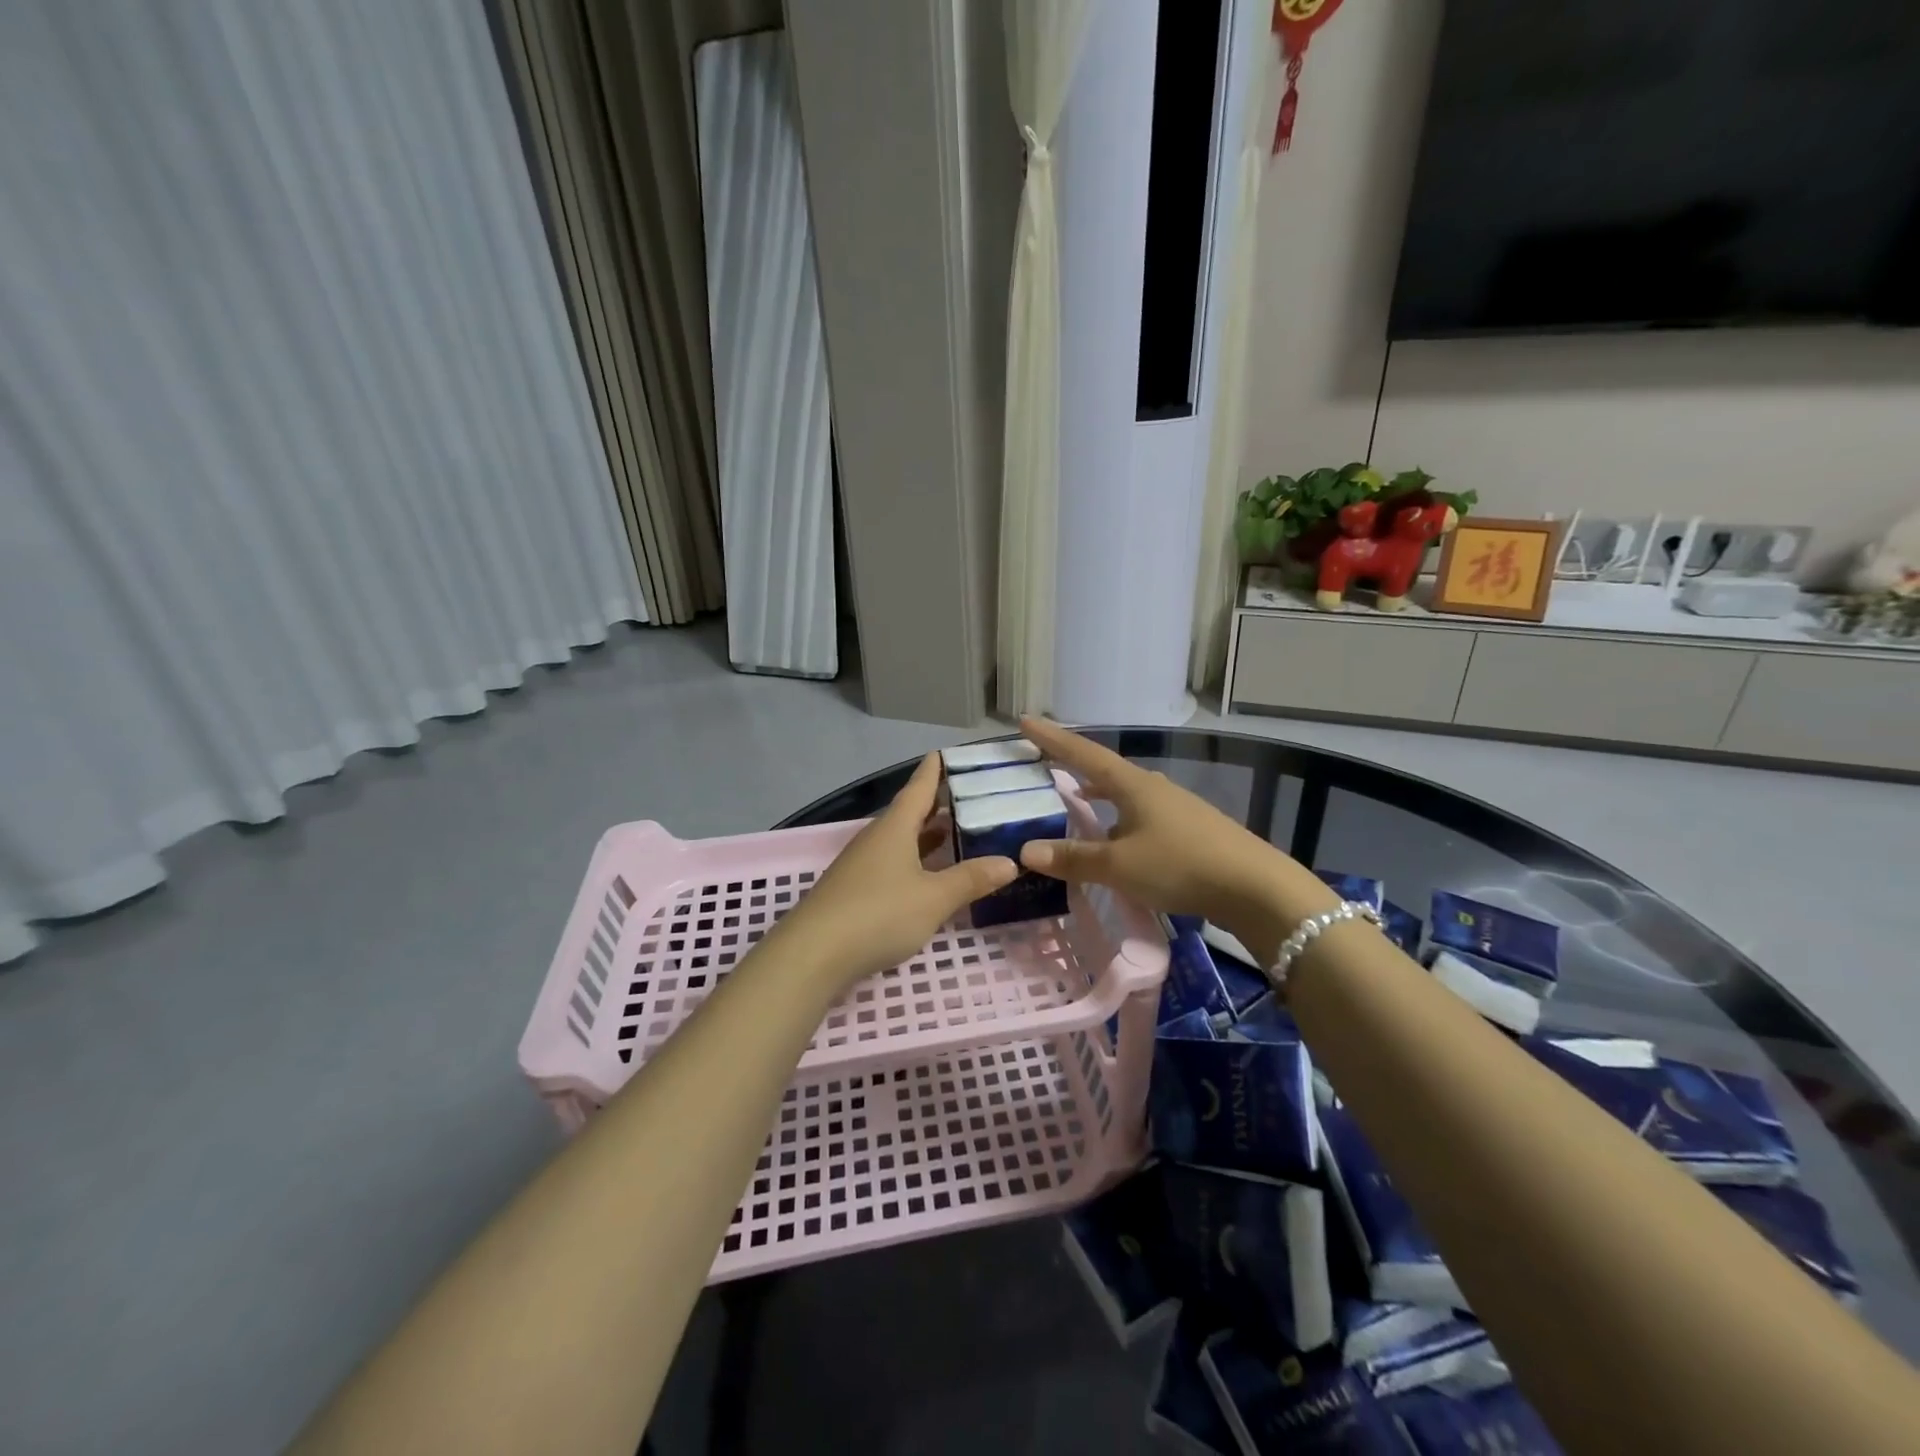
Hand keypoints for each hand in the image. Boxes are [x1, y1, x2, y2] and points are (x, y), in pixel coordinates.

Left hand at [767, 753, 1016, 991]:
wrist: (813, 955)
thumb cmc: (878, 914)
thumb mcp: (934, 898)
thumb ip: (971, 879)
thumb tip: (1009, 862)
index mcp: (894, 828)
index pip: (918, 789)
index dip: (933, 771)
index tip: (943, 752)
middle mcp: (876, 839)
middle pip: (909, 815)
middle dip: (936, 806)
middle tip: (969, 798)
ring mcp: (861, 866)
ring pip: (900, 842)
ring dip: (926, 837)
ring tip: (956, 833)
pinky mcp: (854, 892)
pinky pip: (892, 865)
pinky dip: (915, 862)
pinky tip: (928, 876)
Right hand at [1015, 718, 1319, 939]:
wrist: (1256, 888)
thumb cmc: (1181, 866)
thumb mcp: (1120, 865)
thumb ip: (1074, 859)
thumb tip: (1025, 851)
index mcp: (1133, 785)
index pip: (1083, 754)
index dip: (1052, 739)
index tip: (1024, 720)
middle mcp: (1153, 788)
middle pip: (1105, 770)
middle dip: (1075, 766)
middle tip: (1047, 763)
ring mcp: (1175, 808)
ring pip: (1126, 795)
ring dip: (1099, 796)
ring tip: (1078, 801)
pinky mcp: (1190, 831)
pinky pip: (1141, 817)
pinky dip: (1119, 820)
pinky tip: (1117, 841)